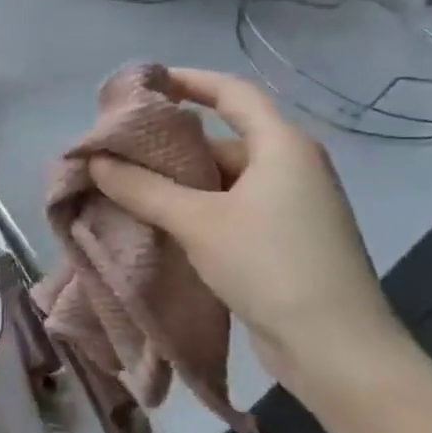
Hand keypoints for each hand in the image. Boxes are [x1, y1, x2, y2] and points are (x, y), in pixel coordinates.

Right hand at [87, 69, 415, 404]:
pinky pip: (229, 209)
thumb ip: (142, 187)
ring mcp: (290, 207)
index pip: (232, 93)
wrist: (337, 352)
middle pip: (222, 139)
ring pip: (222, 179)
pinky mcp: (283, 241)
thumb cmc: (271, 265)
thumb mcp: (198, 221)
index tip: (144, 83)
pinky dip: (194, 209)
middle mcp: (290, 167)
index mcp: (282, 146)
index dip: (188, 80)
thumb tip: (95, 160)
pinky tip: (157, 221)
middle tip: (118, 149)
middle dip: (169, 143)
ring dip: (177, 182)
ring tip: (125, 186)